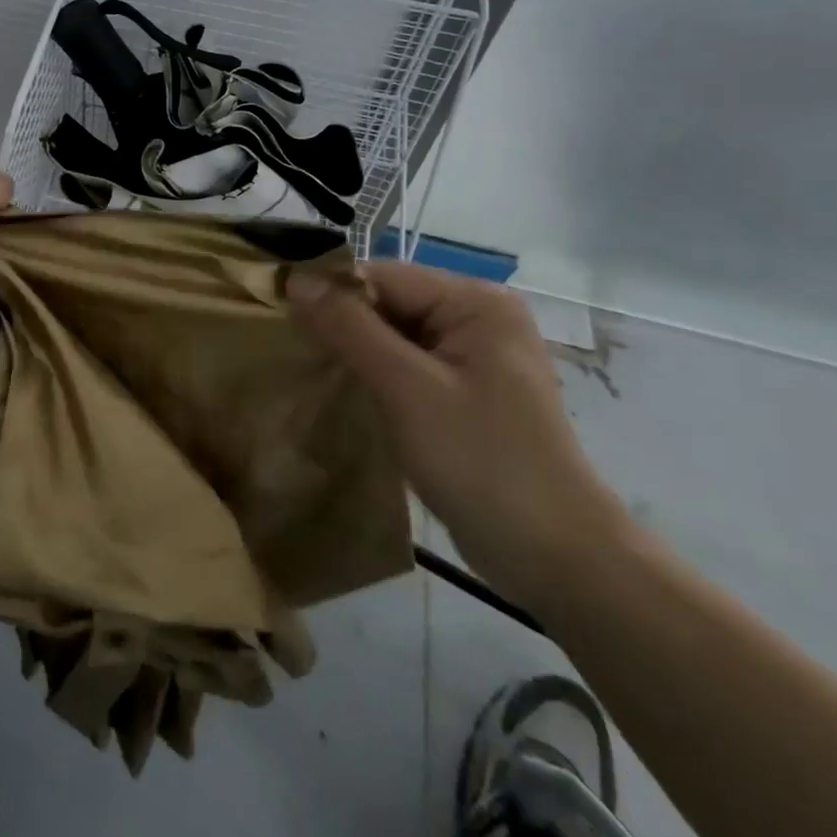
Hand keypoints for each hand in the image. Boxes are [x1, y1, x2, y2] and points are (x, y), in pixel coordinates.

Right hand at [288, 262, 632, 615]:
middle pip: (388, 304)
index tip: (280, 317)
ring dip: (354, 355)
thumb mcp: (407, 388)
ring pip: (393, 338)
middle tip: (293, 353)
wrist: (556, 559)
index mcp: (475, 302)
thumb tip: (295, 278)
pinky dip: (375, 379)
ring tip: (310, 374)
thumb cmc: (482, 461)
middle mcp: (477, 319)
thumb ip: (349, 327)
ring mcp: (474, 359)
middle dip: (342, 327)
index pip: (383, 277)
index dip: (331, 293)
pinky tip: (344, 396)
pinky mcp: (465, 395)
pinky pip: (407, 369)